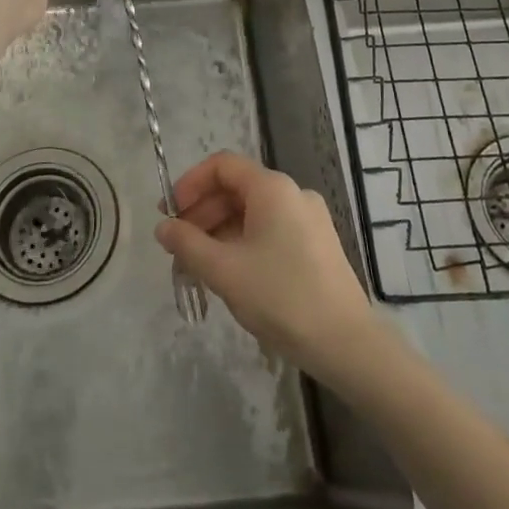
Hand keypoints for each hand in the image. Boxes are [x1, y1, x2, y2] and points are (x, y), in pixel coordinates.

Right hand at [154, 153, 381, 380]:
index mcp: (272, 188)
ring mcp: (308, 219)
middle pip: (236, 188)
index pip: (222, 166)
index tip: (169, 213)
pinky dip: (243, 243)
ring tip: (197, 267)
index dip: (190, 184)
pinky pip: (270, 230)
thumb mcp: (225, 271)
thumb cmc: (281, 297)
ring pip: (252, 212)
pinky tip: (230, 274)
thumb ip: (188, 244)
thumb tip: (163, 228)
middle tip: (177, 246)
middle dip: (202, 213)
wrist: (346, 342)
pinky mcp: (316, 244)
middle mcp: (293, 193)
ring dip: (220, 232)